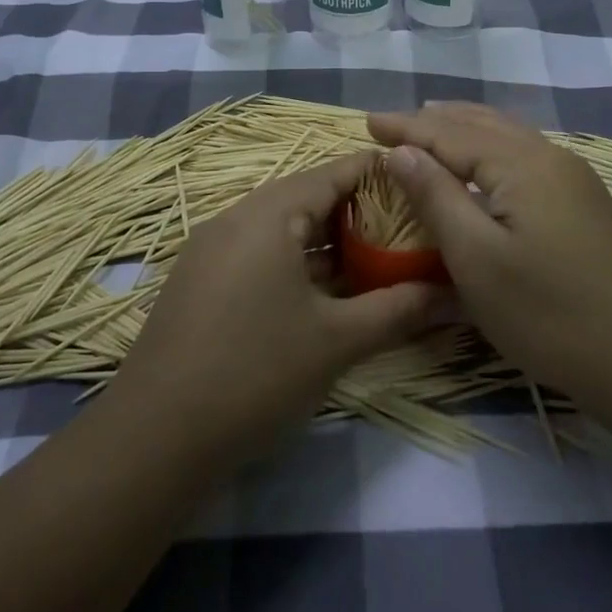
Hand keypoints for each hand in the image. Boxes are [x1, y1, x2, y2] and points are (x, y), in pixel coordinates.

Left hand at [108, 152, 446, 459]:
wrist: (154, 439)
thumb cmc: (255, 373)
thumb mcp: (338, 341)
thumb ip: (400, 309)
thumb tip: (457, 294)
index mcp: (268, 214)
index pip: (335, 171)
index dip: (382, 174)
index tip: (424, 185)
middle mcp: (236, 218)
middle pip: (308, 196)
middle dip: (360, 211)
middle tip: (408, 229)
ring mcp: (212, 250)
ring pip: (283, 228)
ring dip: (328, 240)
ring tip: (376, 260)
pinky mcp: (200, 282)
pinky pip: (259, 253)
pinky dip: (297, 261)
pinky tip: (324, 294)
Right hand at [368, 104, 611, 406]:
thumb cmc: (545, 314)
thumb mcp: (476, 259)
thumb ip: (437, 196)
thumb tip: (402, 150)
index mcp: (522, 164)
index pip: (451, 133)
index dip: (407, 127)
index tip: (367, 121)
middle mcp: (550, 156)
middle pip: (481, 124)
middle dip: (433, 121)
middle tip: (391, 124)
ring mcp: (573, 176)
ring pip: (507, 135)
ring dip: (463, 129)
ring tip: (429, 125)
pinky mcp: (583, 198)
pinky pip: (524, 154)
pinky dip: (490, 147)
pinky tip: (481, 161)